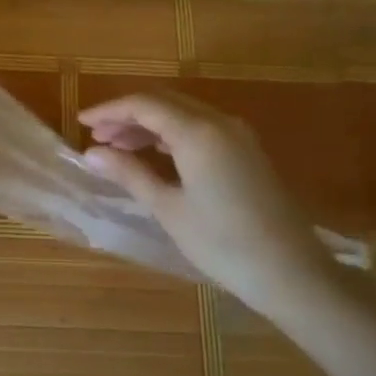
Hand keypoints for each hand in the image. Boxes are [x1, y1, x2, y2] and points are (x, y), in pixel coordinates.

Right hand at [78, 90, 340, 313]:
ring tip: (119, 147)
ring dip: (150, 125)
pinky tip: (156, 155)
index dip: (109, 110)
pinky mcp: (248, 152)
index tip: (81, 123)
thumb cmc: (223, 244)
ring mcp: (238, 135)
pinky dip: (172, 135)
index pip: (144, 104)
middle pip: (164, 102)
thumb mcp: (169, 208)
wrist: (293, 274)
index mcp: (197, 131)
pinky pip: (201, 128)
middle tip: (98, 137)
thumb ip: (129, 173)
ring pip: (183, 113)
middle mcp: (219, 122)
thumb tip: (91, 152)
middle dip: (127, 115)